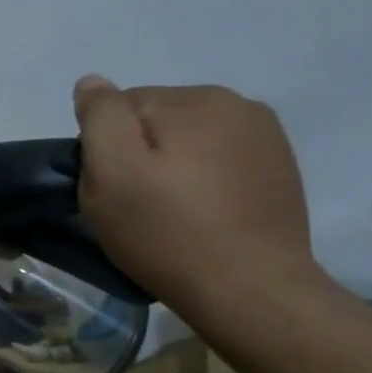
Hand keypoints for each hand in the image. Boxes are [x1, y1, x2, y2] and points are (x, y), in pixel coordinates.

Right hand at [72, 76, 325, 321]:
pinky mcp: (279, 169)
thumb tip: (92, 83)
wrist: (250, 290)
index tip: (111, 187)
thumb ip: (99, 117)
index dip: (104, 148)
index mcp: (196, 99)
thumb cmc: (166, 230)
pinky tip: (201, 214)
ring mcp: (266, 137)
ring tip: (169, 212)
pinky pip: (217, 160)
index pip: (121, 107)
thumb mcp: (111, 172)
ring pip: (187, 140)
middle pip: (156, 120)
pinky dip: (201, 179)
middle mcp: (238, 104)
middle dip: (138, 153)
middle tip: (135, 204)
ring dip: (170, 166)